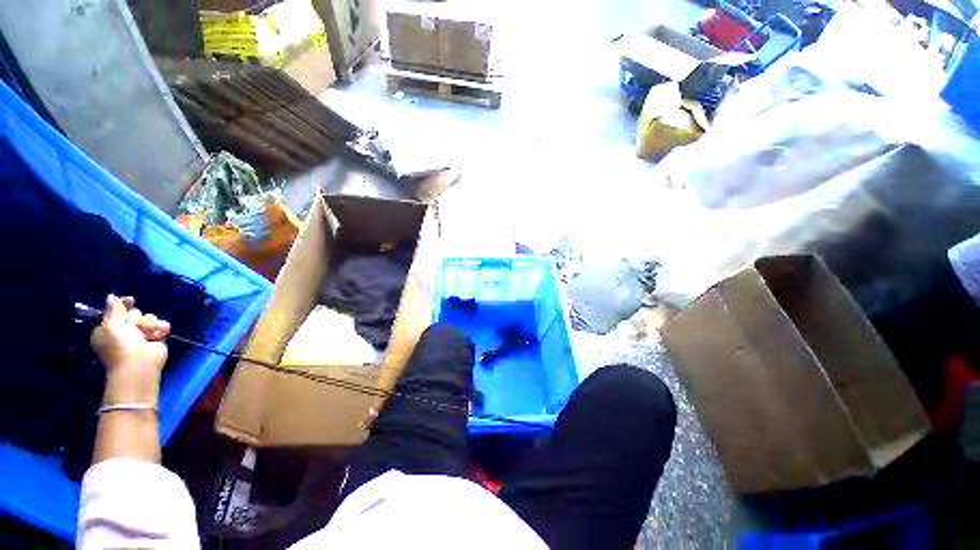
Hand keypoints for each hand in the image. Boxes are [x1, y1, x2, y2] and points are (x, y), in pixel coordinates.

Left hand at [91, 295, 169, 404]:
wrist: (139, 363)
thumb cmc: (120, 345)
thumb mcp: (112, 325)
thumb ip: (114, 309)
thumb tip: (111, 296)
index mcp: (109, 328)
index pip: (117, 310)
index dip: (123, 304)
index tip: (131, 300)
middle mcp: (124, 330)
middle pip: (135, 313)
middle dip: (137, 318)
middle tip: (135, 327)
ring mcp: (141, 334)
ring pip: (149, 318)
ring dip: (149, 324)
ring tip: (148, 333)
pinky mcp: (156, 338)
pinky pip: (161, 325)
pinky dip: (161, 328)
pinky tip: (159, 333)